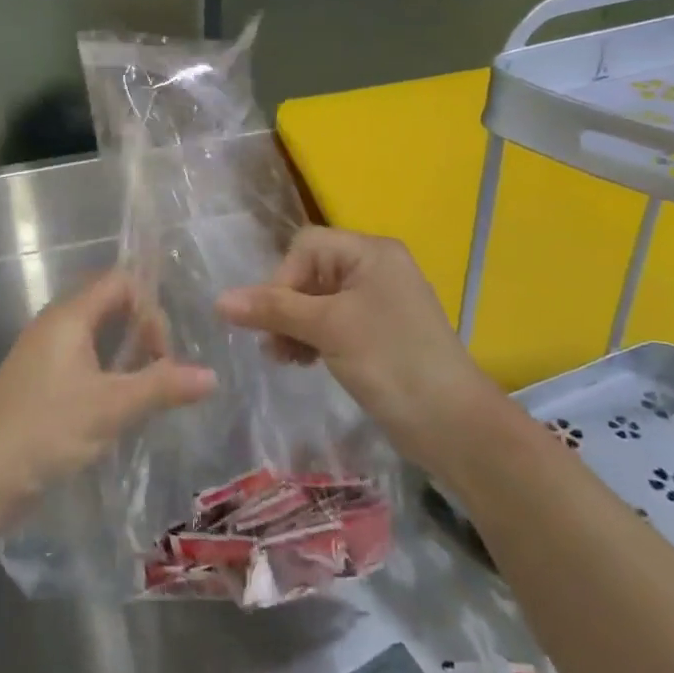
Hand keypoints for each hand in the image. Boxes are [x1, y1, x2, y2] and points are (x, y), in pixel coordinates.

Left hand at [0, 271, 215, 504]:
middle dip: (141, 331)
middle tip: (161, 369)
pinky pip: (81, 362)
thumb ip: (162, 387)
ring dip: (124, 356)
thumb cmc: (45, 428)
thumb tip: (211, 376)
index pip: (120, 282)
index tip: (163, 351)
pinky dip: (106, 375)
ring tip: (147, 390)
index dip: (150, 307)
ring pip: (95, 337)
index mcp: (69, 317)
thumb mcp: (111, 407)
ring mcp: (43, 355)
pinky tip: (118, 409)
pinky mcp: (38, 384)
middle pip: (108, 306)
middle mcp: (54, 326)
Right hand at [217, 228, 503, 468]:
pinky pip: (332, 323)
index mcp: (370, 252)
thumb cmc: (391, 363)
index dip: (282, 279)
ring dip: (294, 325)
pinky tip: (303, 362)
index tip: (274, 320)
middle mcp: (375, 268)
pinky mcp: (378, 332)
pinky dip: (313, 338)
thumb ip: (274, 309)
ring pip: (317, 301)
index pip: (306, 247)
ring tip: (286, 358)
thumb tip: (219, 300)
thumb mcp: (328, 329)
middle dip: (286, 307)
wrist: (454, 425)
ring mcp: (378, 301)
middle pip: (309, 273)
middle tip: (275, 346)